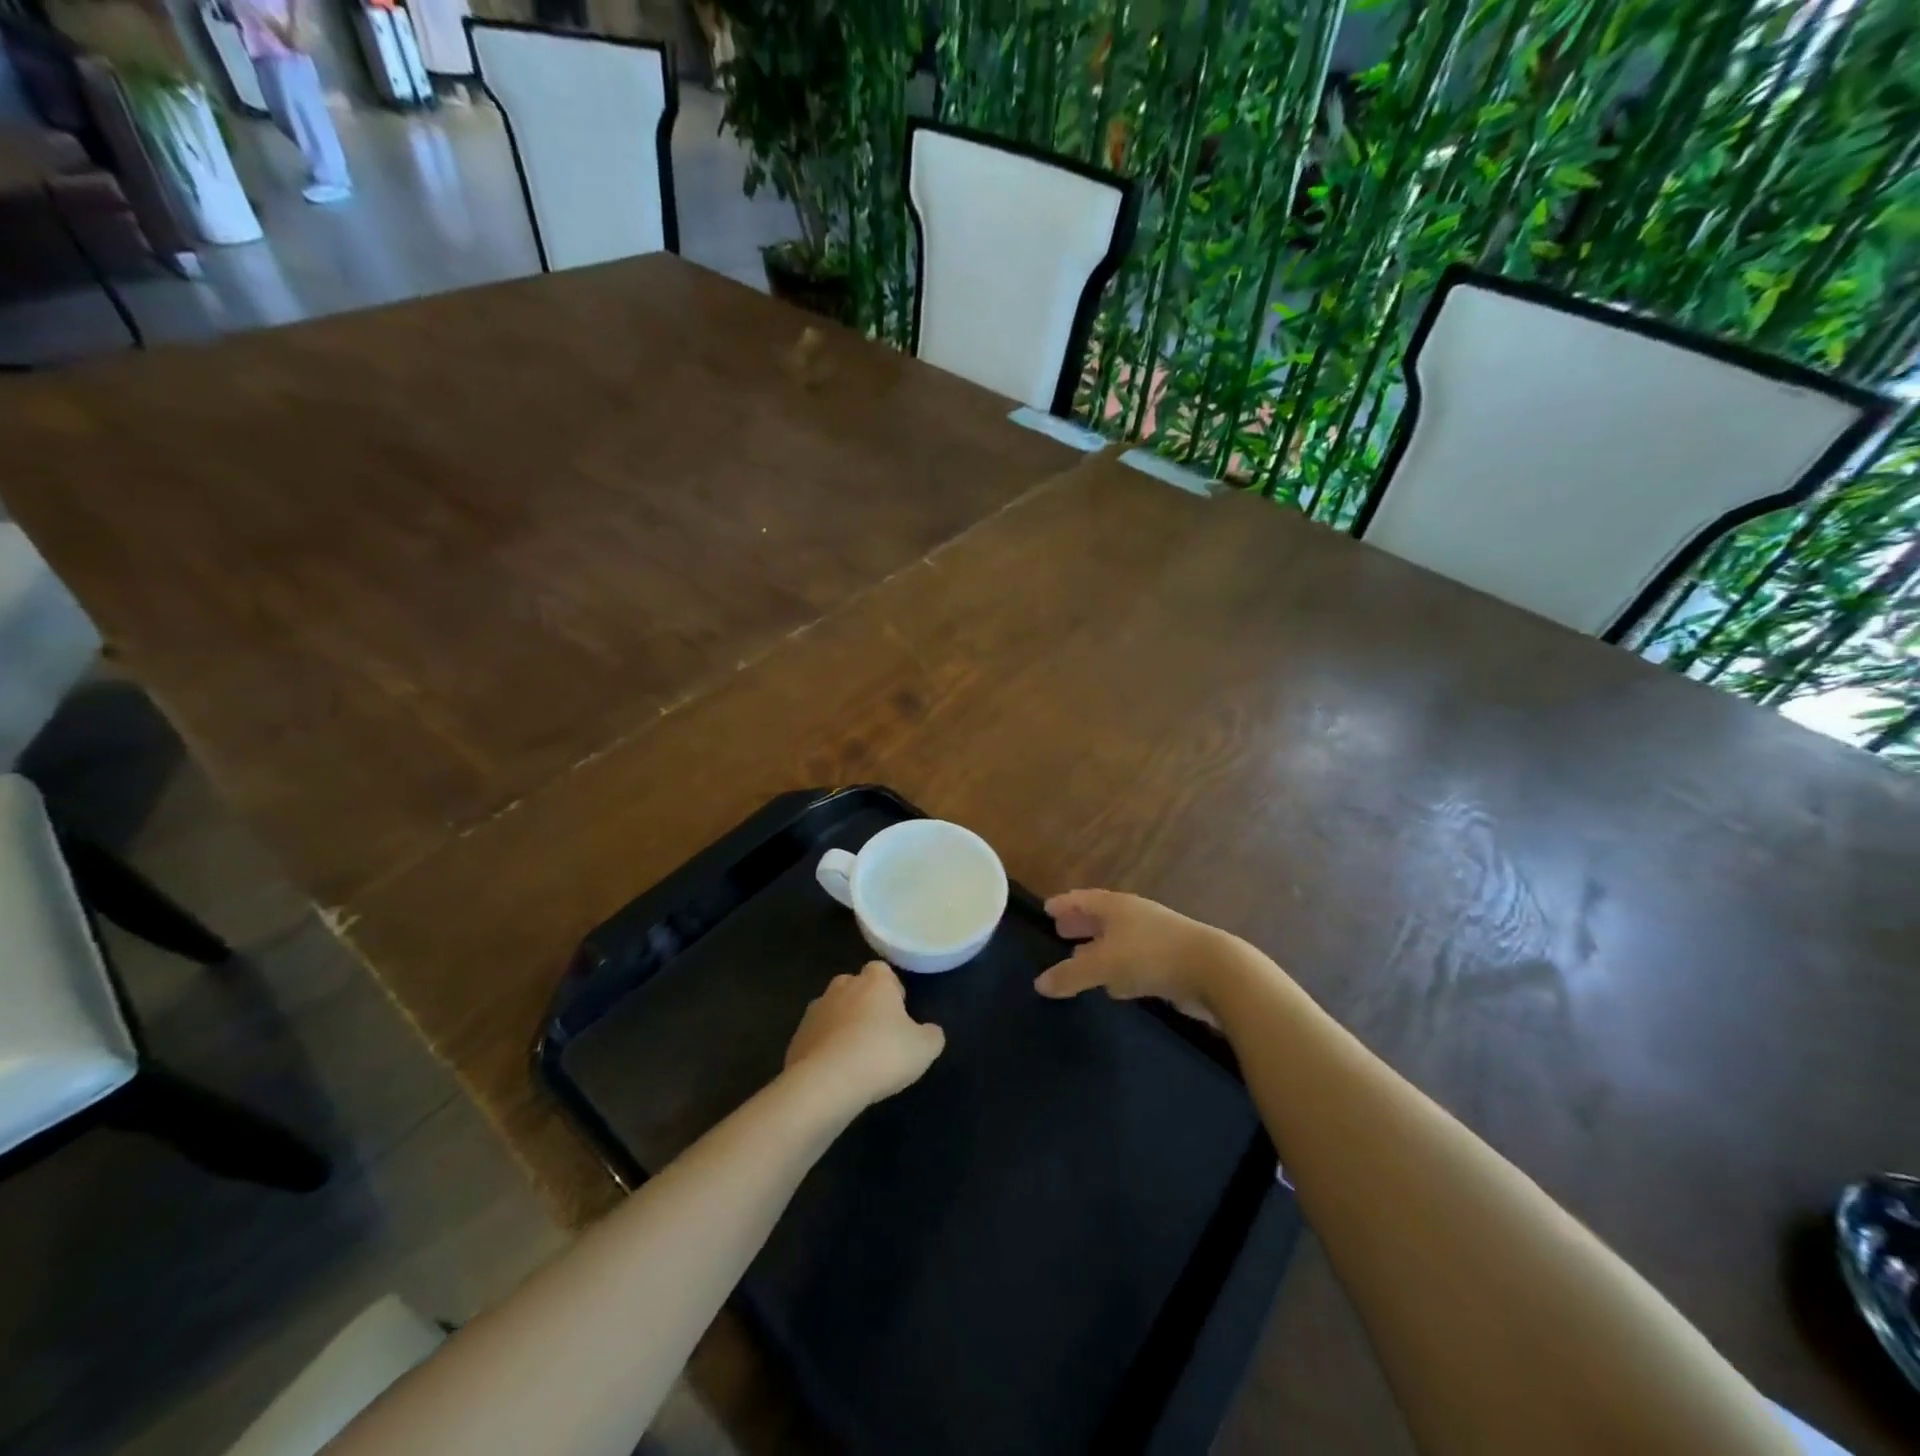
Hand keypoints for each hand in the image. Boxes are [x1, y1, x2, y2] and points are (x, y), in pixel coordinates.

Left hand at [784, 961, 944, 1106]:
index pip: (882, 971)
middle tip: (878, 1035)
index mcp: (874, 981)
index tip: (898, 1015)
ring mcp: (815, 1010)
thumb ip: (931, 1034)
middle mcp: (842, 986)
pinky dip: (825, 1049)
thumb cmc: (882, 1056)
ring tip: (856, 1058)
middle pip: (855, 987)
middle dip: (865, 1005)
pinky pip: (817, 1037)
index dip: (891, 990)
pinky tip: (836, 1074)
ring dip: (843, 1026)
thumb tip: (929, 1031)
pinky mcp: (797, 1037)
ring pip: (834, 1011)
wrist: (826, 1084)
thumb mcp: (924, 1048)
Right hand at [1035, 889, 1242, 1023]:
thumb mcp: (1104, 965)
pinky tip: (1112, 984)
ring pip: (1117, 939)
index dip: (1064, 904)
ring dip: (1098, 947)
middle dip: (1080, 924)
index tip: (1047, 909)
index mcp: (1116, 906)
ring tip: (1079, 956)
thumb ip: (1070, 975)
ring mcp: (1155, 937)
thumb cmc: (1151, 956)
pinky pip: (1134, 960)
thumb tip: (1039, 984)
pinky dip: (1117, 967)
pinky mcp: (1170, 961)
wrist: (1214, 971)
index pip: (1083, 899)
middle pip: (1100, 917)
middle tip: (1059, 931)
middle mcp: (1135, 916)